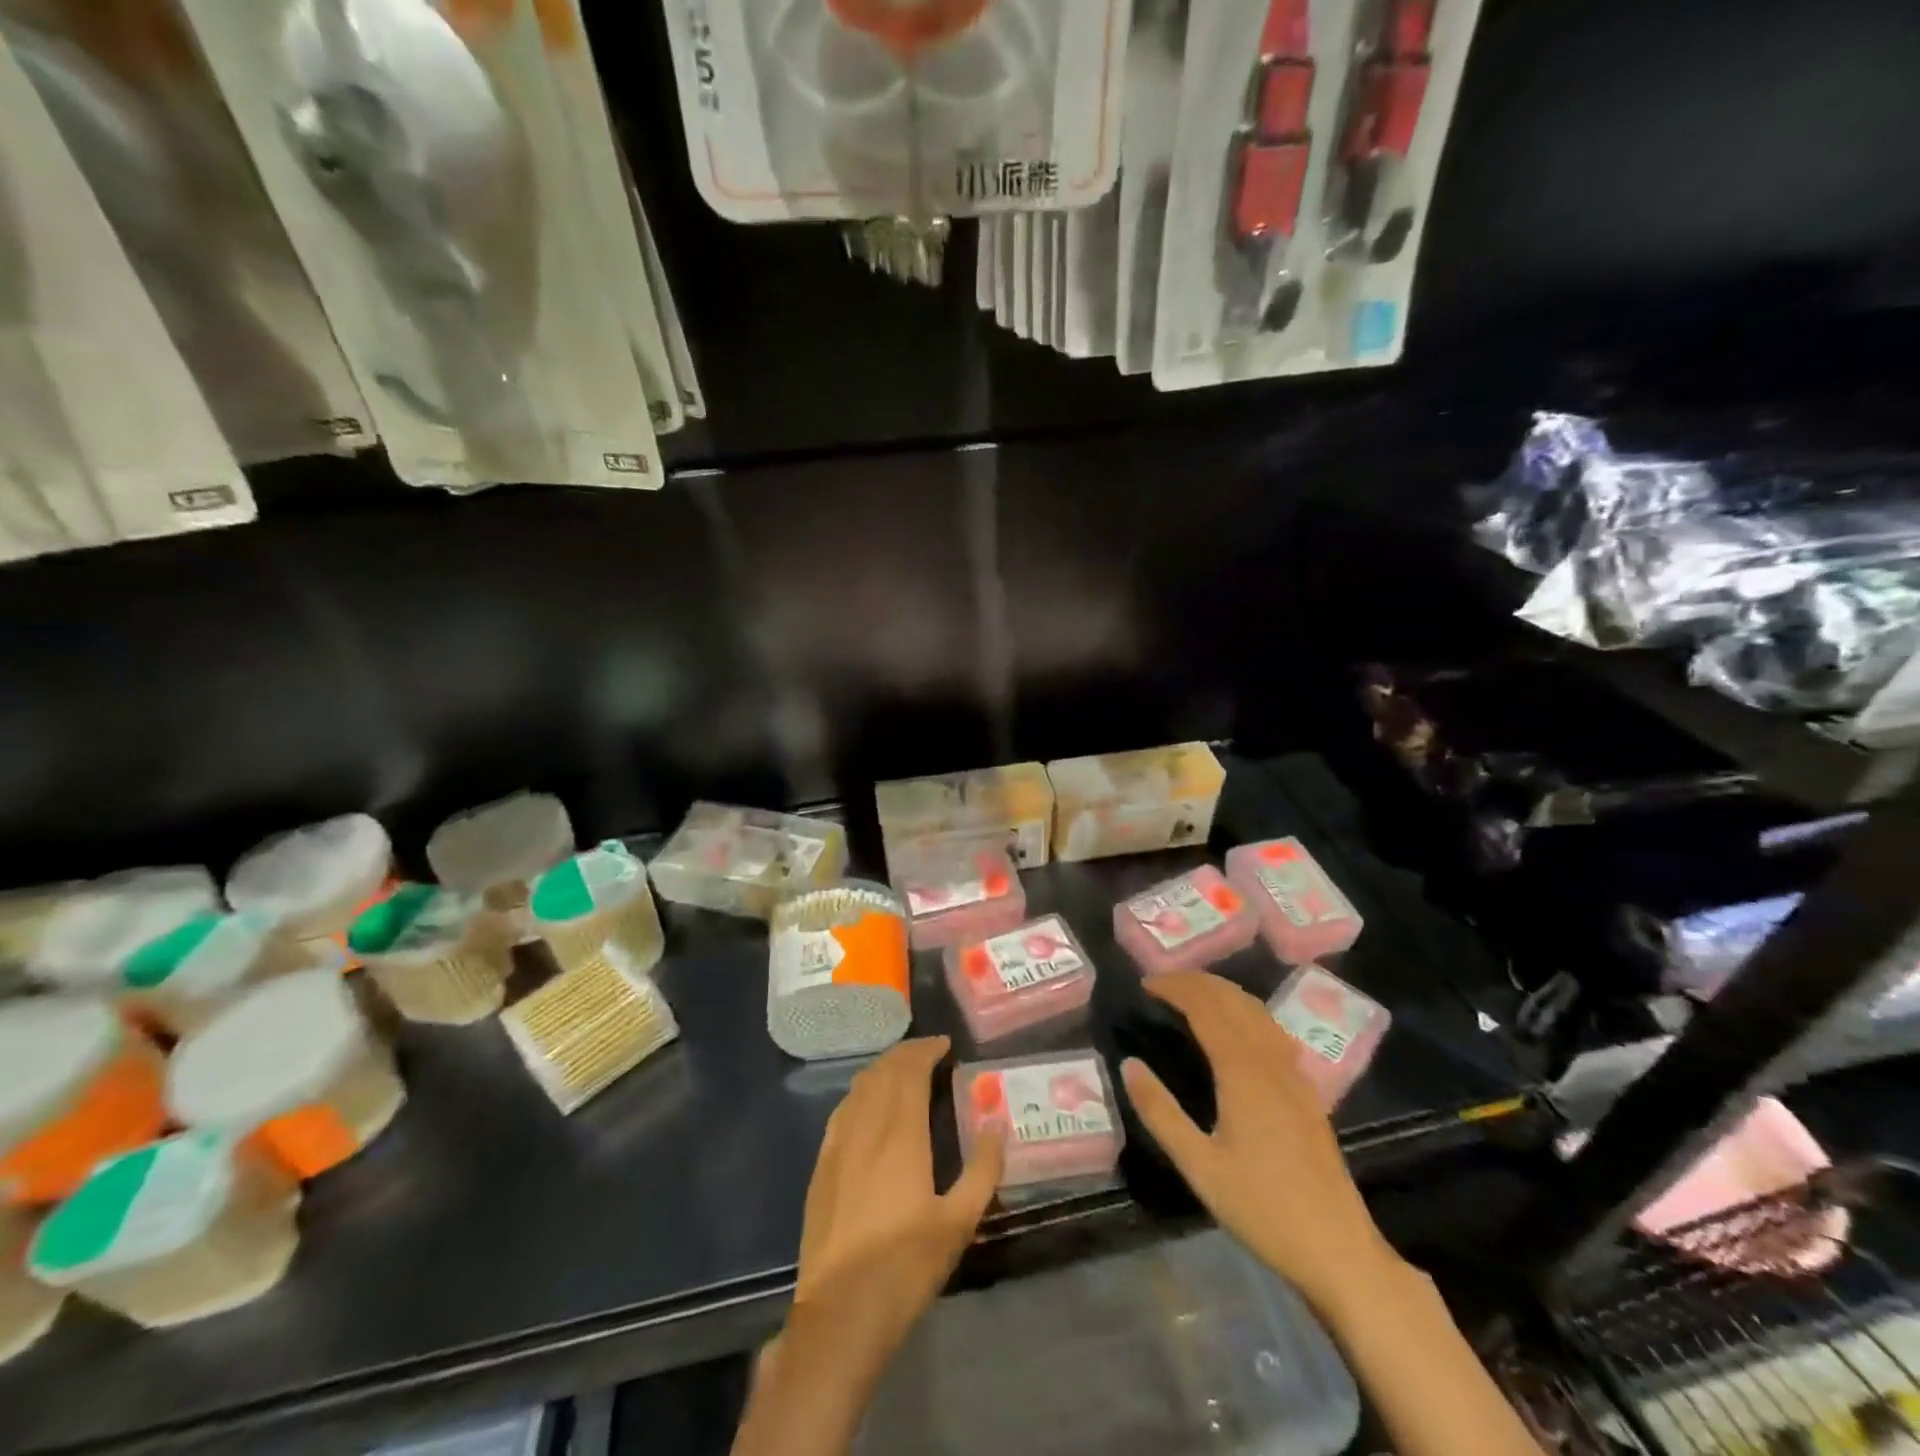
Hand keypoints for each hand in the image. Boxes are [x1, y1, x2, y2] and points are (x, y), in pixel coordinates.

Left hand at [790, 1036, 1004, 1375]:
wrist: (841, 1311)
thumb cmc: (906, 1265)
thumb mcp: (959, 1221)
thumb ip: (983, 1169)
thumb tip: (997, 1124)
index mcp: (901, 1132)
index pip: (910, 1070)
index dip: (927, 1050)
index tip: (946, 1045)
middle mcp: (866, 1125)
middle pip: (883, 1071)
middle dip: (907, 1054)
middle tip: (930, 1053)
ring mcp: (838, 1143)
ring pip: (860, 1086)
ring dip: (883, 1069)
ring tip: (904, 1072)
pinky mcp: (822, 1164)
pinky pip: (843, 1109)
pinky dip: (862, 1093)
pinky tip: (870, 1106)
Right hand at [1120, 972, 1399, 1315]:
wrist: (1339, 1251)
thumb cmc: (1262, 1209)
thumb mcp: (1199, 1167)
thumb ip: (1160, 1112)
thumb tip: (1129, 1064)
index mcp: (1243, 1071)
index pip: (1206, 1007)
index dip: (1175, 988)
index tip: (1145, 984)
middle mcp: (1271, 1060)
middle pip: (1233, 1000)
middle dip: (1196, 982)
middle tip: (1161, 984)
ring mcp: (1295, 1074)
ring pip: (1257, 1011)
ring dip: (1222, 992)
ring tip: (1191, 994)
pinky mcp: (1307, 1091)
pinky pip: (1272, 1030)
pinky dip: (1245, 1011)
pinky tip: (1236, 1027)